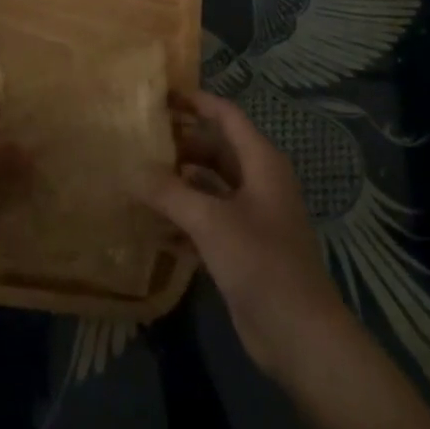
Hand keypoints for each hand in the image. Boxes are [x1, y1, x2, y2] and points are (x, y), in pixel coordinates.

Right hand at [142, 90, 349, 380]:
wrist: (298, 333)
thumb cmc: (260, 262)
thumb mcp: (210, 221)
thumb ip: (169, 192)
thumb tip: (131, 170)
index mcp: (261, 163)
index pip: (227, 117)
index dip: (197, 102)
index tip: (162, 96)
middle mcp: (258, 182)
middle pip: (216, 150)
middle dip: (181, 144)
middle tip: (140, 140)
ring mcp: (251, 216)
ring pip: (209, 186)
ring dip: (178, 182)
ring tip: (137, 178)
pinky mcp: (241, 247)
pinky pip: (207, 219)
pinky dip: (183, 217)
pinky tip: (151, 224)